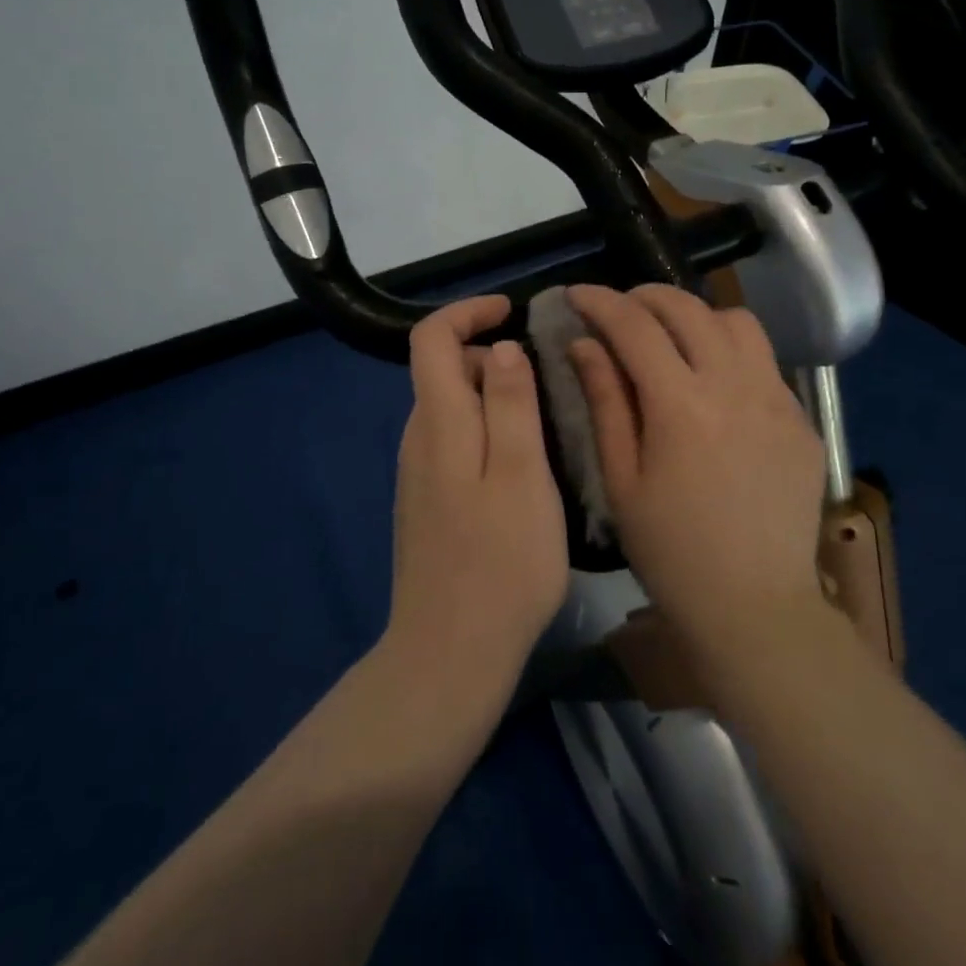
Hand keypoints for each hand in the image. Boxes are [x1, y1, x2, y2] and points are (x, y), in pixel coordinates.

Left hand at [384, 296, 568, 690]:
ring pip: (452, 409)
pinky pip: (455, 443)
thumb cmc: (500, 561)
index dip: (467, 312)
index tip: (511, 311)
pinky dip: (486, 430)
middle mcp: (419, 440)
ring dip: (492, 395)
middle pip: (442, 371)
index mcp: (439, 423)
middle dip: (489, 355)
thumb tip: (499, 347)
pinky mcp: (428, 504)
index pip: (430, 339)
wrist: (450, 654)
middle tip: (546, 377)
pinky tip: (523, 466)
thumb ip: (510, 403)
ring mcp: (419, 475)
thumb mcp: (522, 473)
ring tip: (545, 418)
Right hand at [565, 284, 827, 653]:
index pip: (635, 325)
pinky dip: (730, 351)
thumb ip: (604, 401)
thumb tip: (585, 343)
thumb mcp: (621, 479)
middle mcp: (735, 386)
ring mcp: (778, 399)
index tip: (576, 294)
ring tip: (672, 337)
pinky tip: (714, 383)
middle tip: (619, 310)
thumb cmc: (671, 551)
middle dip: (645, 296)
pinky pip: (764, 361)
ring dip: (696, 315)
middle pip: (688, 308)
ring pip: (736, 321)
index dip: (600, 301)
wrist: (755, 606)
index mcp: (681, 405)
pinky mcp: (802, 419)